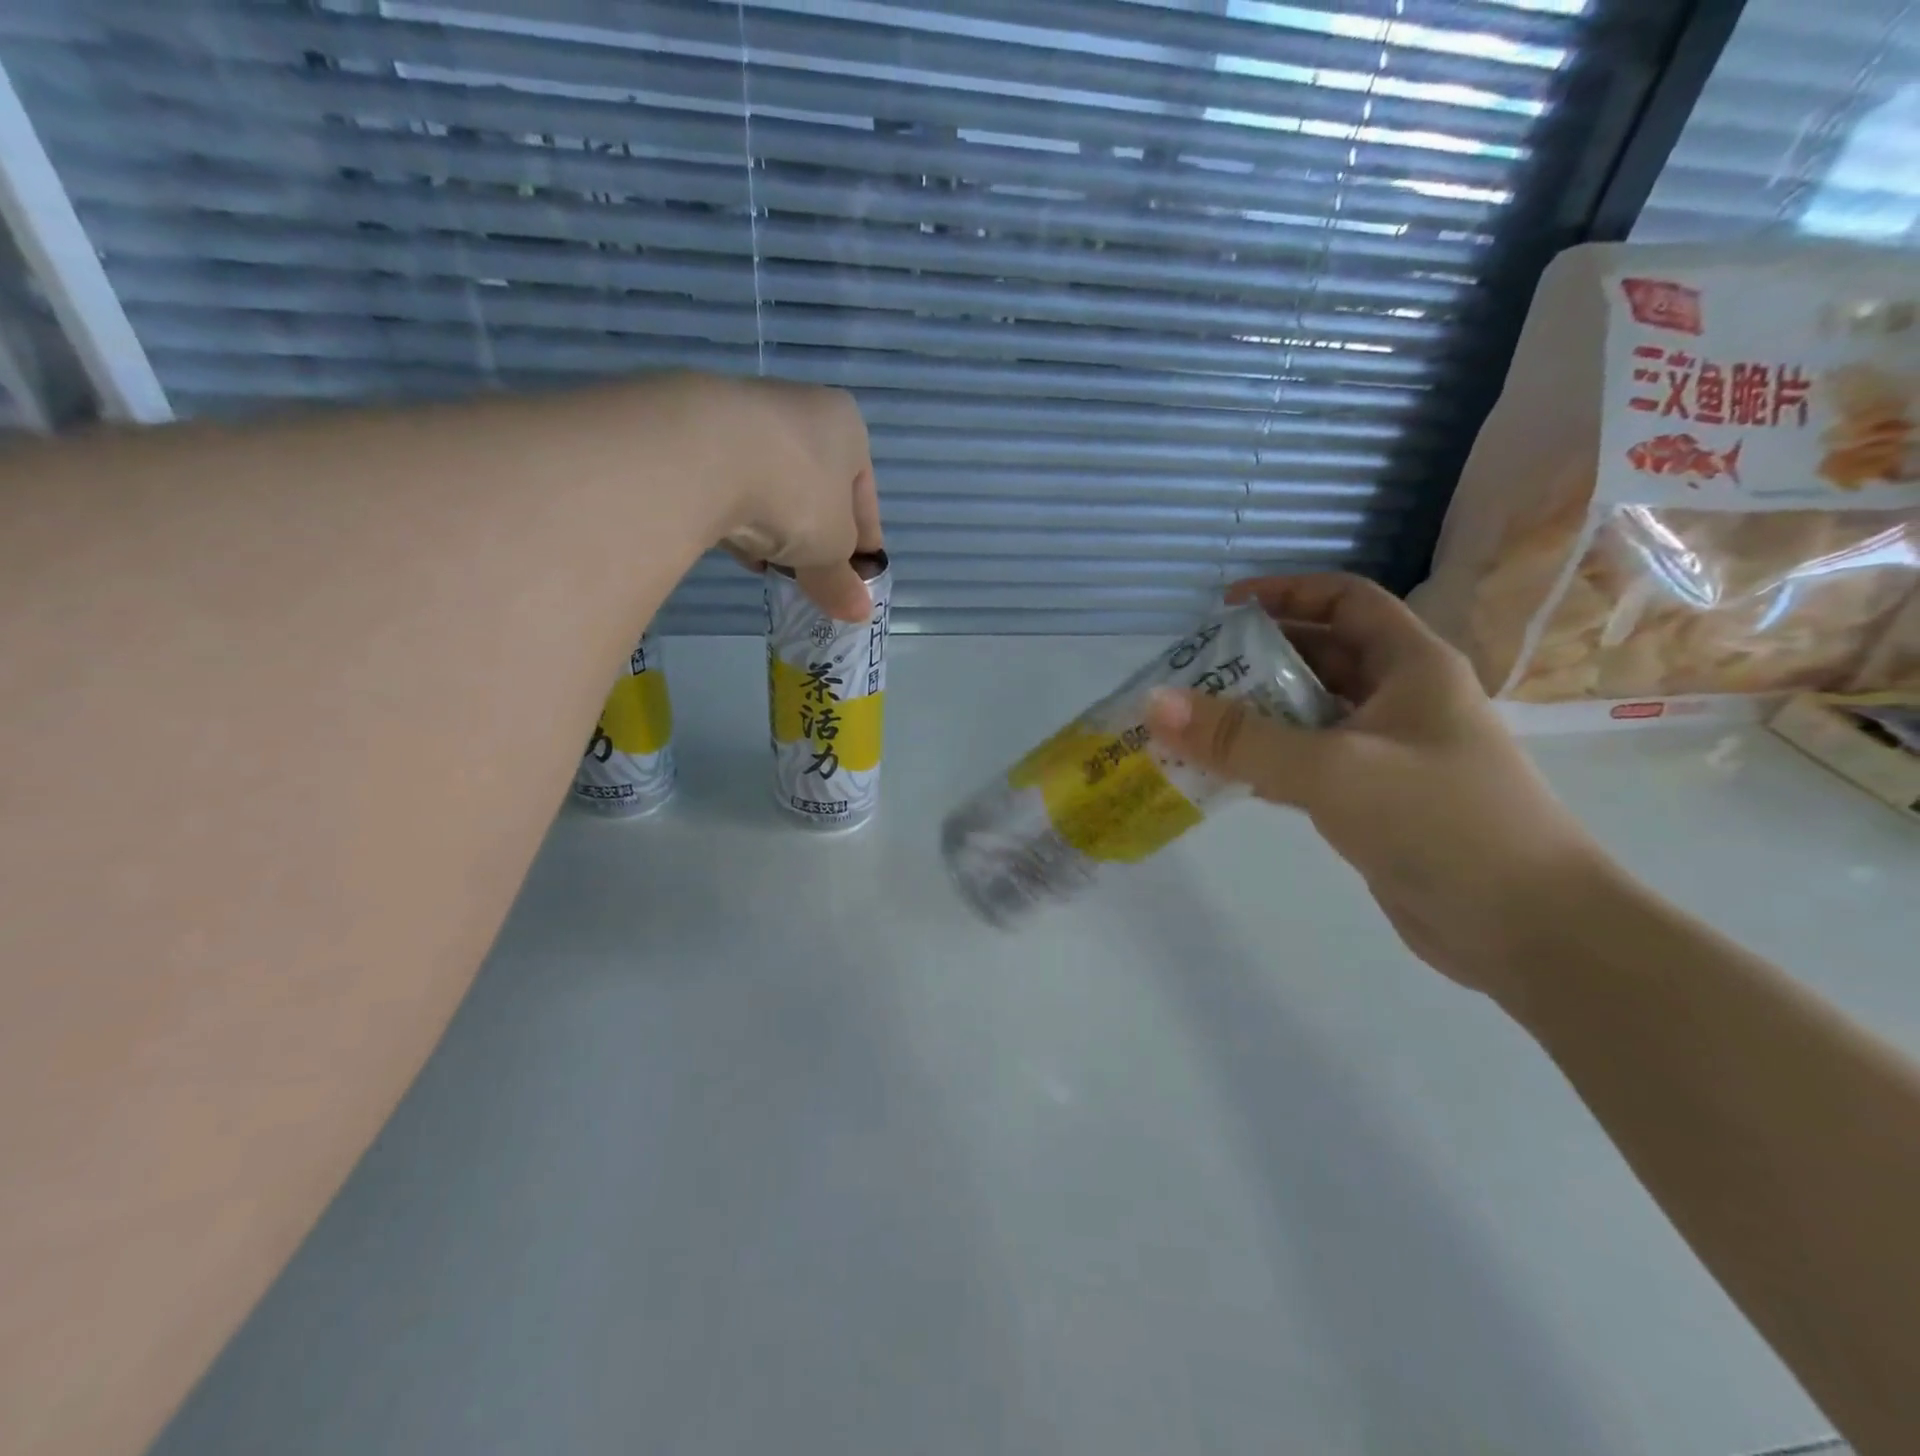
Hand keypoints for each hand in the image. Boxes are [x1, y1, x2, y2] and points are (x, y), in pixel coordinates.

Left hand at [685, 374, 882, 620]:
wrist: (700, 453)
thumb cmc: (795, 494)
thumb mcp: (829, 550)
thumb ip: (841, 581)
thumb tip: (859, 613)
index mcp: (846, 427)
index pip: (864, 494)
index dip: (863, 541)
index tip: (856, 577)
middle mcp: (800, 407)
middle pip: (816, 487)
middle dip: (815, 533)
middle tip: (810, 574)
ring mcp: (744, 411)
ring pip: (771, 483)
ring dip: (773, 525)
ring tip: (767, 565)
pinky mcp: (696, 427)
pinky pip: (728, 481)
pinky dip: (734, 512)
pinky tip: (732, 543)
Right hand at [1145, 574, 1607, 999]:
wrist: (1527, 927)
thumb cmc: (1439, 822)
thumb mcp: (1332, 769)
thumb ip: (1241, 738)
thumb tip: (1155, 702)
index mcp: (1411, 665)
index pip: (1345, 600)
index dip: (1286, 592)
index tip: (1224, 608)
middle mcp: (1403, 699)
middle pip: (1321, 656)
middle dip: (1258, 659)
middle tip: (1193, 675)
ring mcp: (1391, 753)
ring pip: (1312, 714)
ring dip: (1257, 715)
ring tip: (1194, 725)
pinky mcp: (1377, 801)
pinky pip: (1312, 764)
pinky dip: (1270, 762)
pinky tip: (1228, 778)